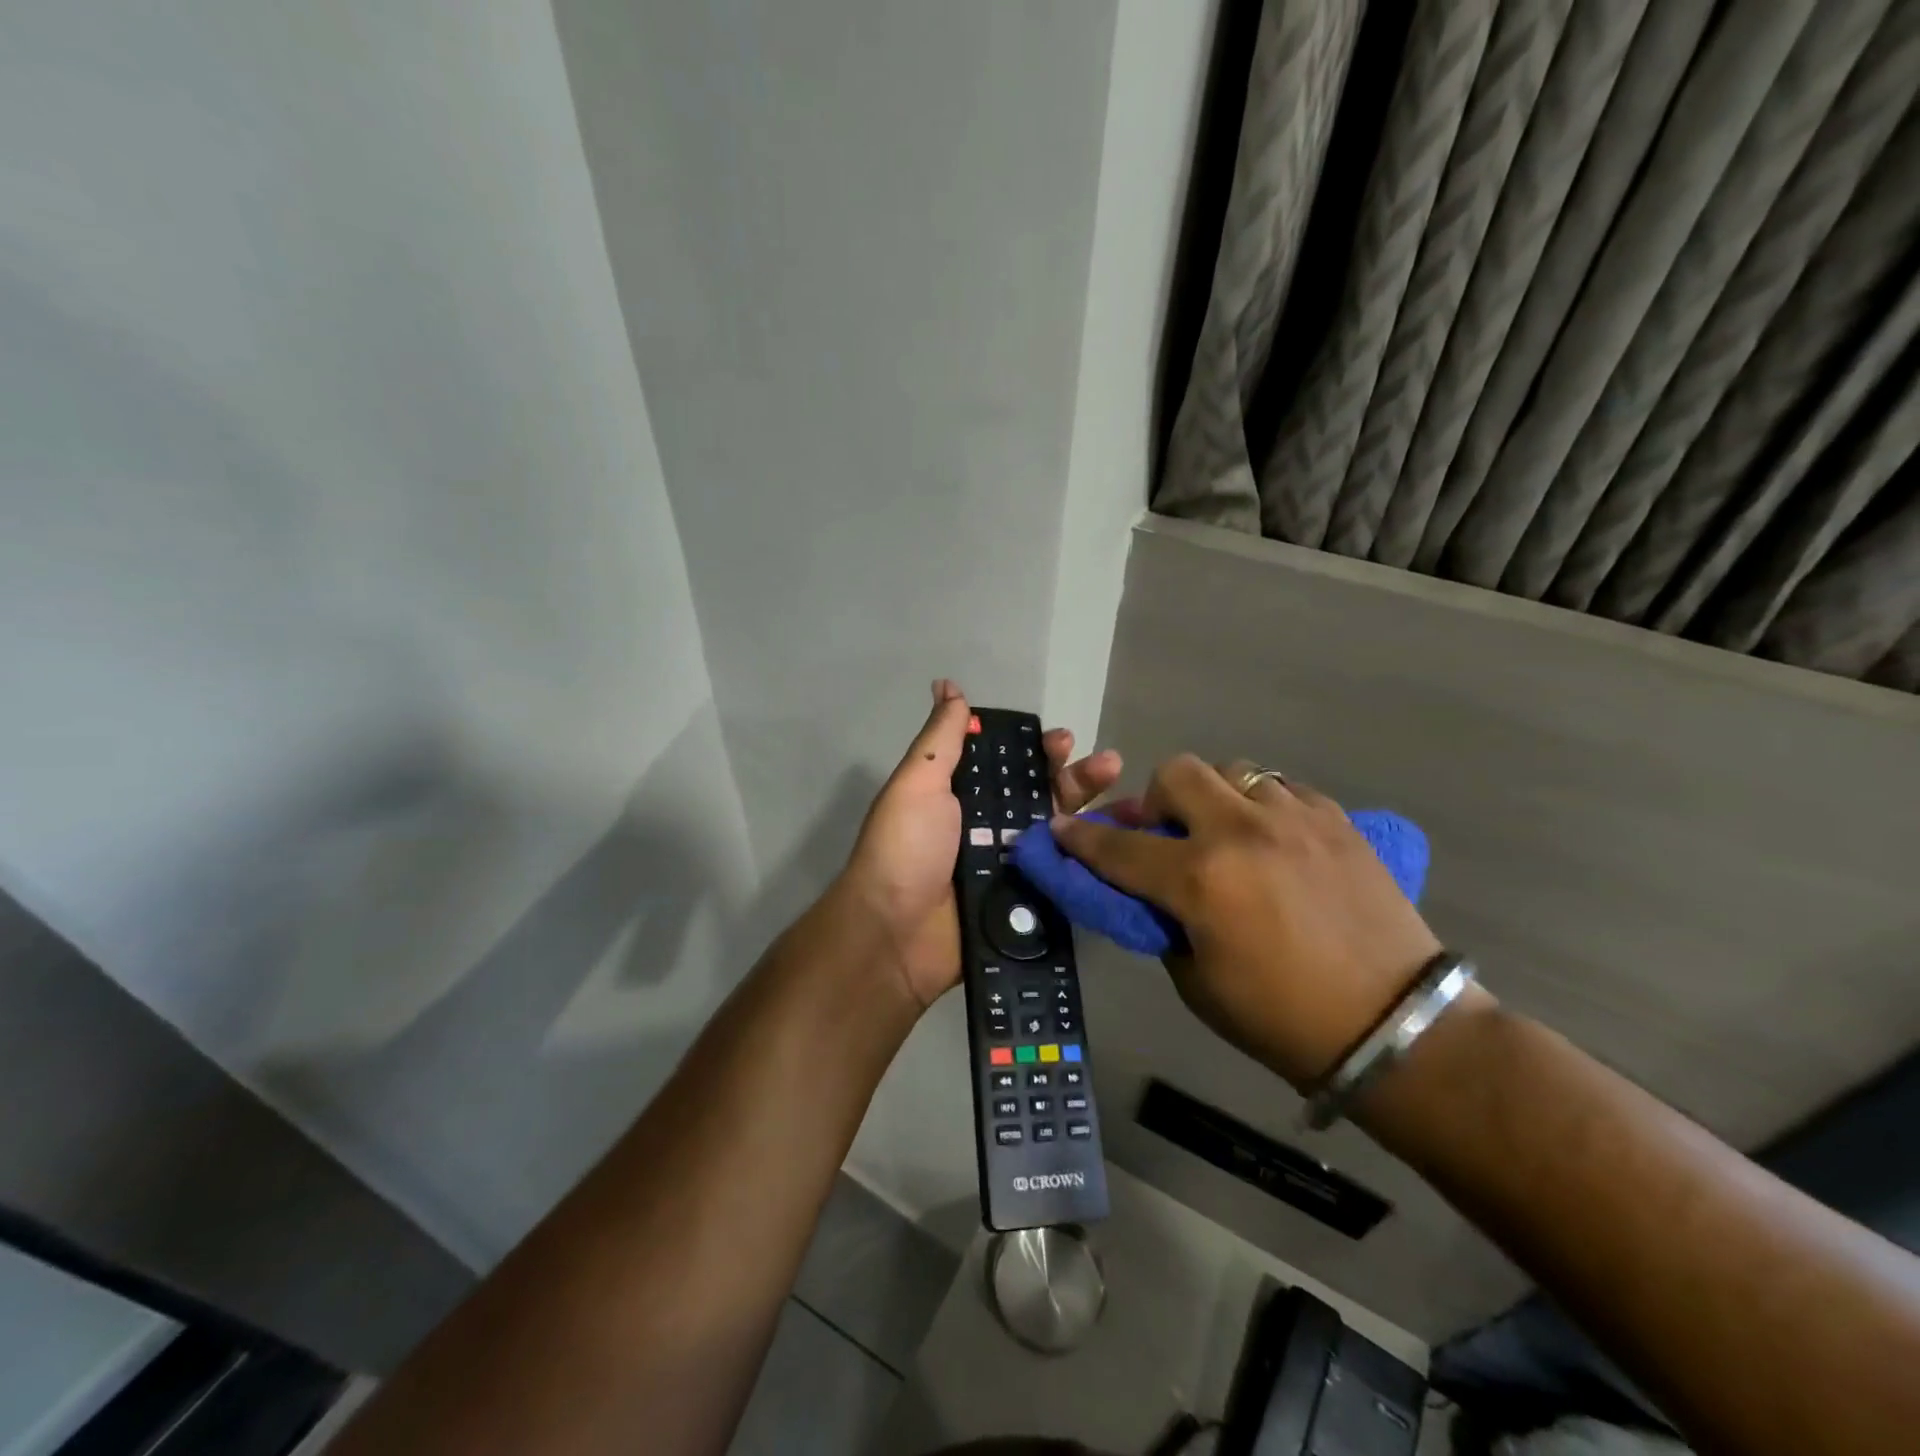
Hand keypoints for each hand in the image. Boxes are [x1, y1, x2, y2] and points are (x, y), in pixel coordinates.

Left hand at [842, 679, 1121, 1009]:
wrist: (894, 935)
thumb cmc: (904, 849)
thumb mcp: (917, 783)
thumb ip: (941, 739)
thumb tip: (948, 685)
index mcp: (963, 796)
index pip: (1010, 764)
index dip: (1038, 751)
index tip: (1062, 741)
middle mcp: (989, 827)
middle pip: (1042, 795)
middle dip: (1074, 777)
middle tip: (1106, 765)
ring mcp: (1011, 867)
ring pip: (1060, 833)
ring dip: (1090, 813)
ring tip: (1125, 797)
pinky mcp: (1026, 903)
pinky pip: (1064, 876)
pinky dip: (1092, 860)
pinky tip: (1123, 844)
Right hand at [1051, 755, 1442, 1087]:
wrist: (1396, 1026)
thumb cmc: (1283, 1019)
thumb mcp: (1197, 982)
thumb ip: (1162, 922)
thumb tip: (1148, 889)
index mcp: (1202, 880)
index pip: (1120, 848)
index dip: (1081, 839)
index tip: (1060, 829)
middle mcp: (1243, 832)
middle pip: (1176, 773)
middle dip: (1156, 800)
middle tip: (1168, 836)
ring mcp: (1295, 818)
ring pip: (1232, 771)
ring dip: (1213, 799)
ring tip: (1226, 836)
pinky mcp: (1337, 820)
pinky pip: (1281, 789)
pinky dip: (1262, 808)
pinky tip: (1274, 844)